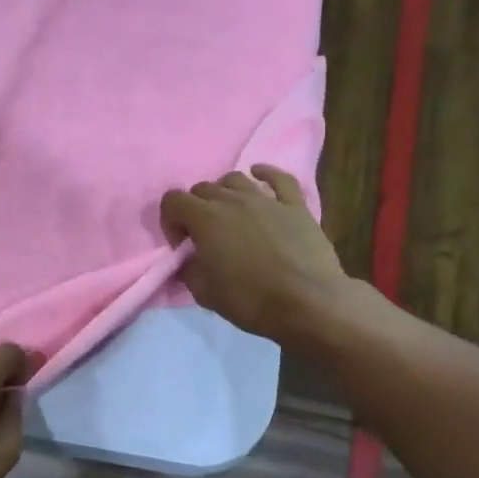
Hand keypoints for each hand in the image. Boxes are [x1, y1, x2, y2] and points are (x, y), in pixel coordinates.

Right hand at [160, 166, 356, 345]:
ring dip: (225, 193)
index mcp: (205, 219)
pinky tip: (260, 175)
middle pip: (203, 188)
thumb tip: (190, 260)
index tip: (181, 245)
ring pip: (235, 179)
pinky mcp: (295, 205)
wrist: (308, 303)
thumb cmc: (250, 300)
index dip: (170, 221)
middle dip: (196, 209)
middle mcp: (233, 200)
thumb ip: (189, 269)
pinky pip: (278, 178)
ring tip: (230, 214)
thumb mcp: (204, 293)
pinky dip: (265, 174)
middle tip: (204, 236)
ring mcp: (266, 199)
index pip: (172, 200)